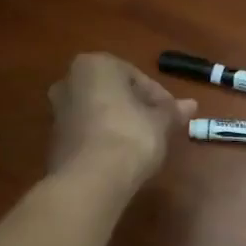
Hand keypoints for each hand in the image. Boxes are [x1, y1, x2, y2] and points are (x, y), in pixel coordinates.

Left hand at [48, 54, 196, 189]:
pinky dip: (104, 139)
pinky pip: (88, 133)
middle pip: (114, 93)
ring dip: (120, 123)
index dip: (159, 98)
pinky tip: (121, 157)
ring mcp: (58, 112)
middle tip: (159, 128)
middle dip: (137, 108)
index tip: (173, 117)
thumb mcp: (160, 122)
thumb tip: (191, 105)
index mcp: (95, 65)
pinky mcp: (55, 140)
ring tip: (143, 145)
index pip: (136, 77)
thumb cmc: (130, 136)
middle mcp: (69, 81)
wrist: (91, 180)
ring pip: (99, 112)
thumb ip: (172, 111)